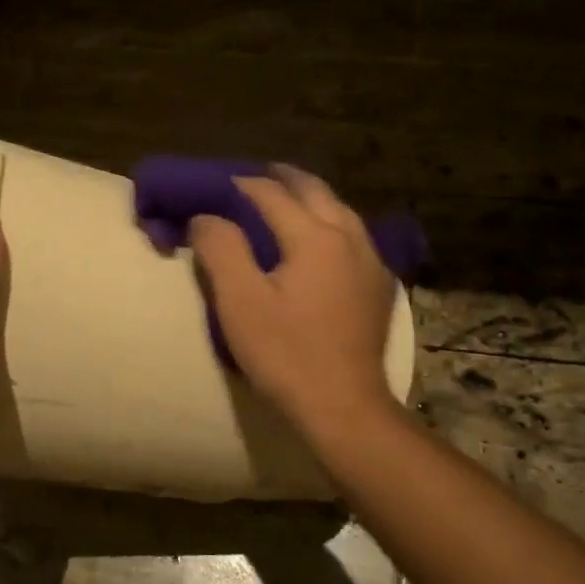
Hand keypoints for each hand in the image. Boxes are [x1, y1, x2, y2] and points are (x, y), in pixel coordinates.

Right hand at [190, 166, 396, 434]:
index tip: (212, 186)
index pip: (270, 195)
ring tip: (285, 199)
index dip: (238, 186)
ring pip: (340, 210)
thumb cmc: (286, 355)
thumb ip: (221, 249)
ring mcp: (371, 261)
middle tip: (253, 177)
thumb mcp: (240, 302)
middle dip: (282, 179)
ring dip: (310, 198)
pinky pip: (354, 236)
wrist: (343, 406)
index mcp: (315, 237)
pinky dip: (330, 223)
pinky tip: (321, 239)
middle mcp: (349, 237)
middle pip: (314, 191)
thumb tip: (206, 217)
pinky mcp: (379, 286)